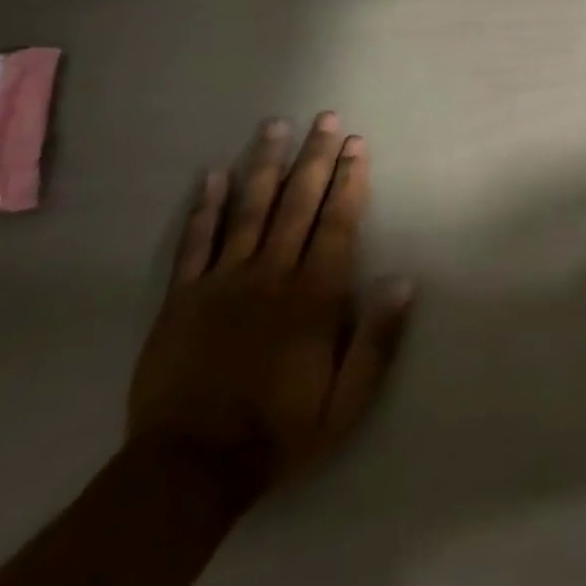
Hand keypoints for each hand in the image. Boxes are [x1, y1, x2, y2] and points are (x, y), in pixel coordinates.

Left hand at [127, 113, 413, 500]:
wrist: (188, 468)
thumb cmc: (280, 430)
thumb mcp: (347, 402)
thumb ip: (377, 340)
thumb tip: (403, 280)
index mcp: (314, 295)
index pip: (337, 223)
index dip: (350, 180)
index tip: (357, 144)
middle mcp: (271, 275)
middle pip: (297, 203)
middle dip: (315, 157)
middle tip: (325, 117)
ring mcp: (222, 282)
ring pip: (248, 210)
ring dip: (264, 165)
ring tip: (274, 126)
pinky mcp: (182, 298)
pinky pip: (195, 242)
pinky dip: (205, 207)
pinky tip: (212, 175)